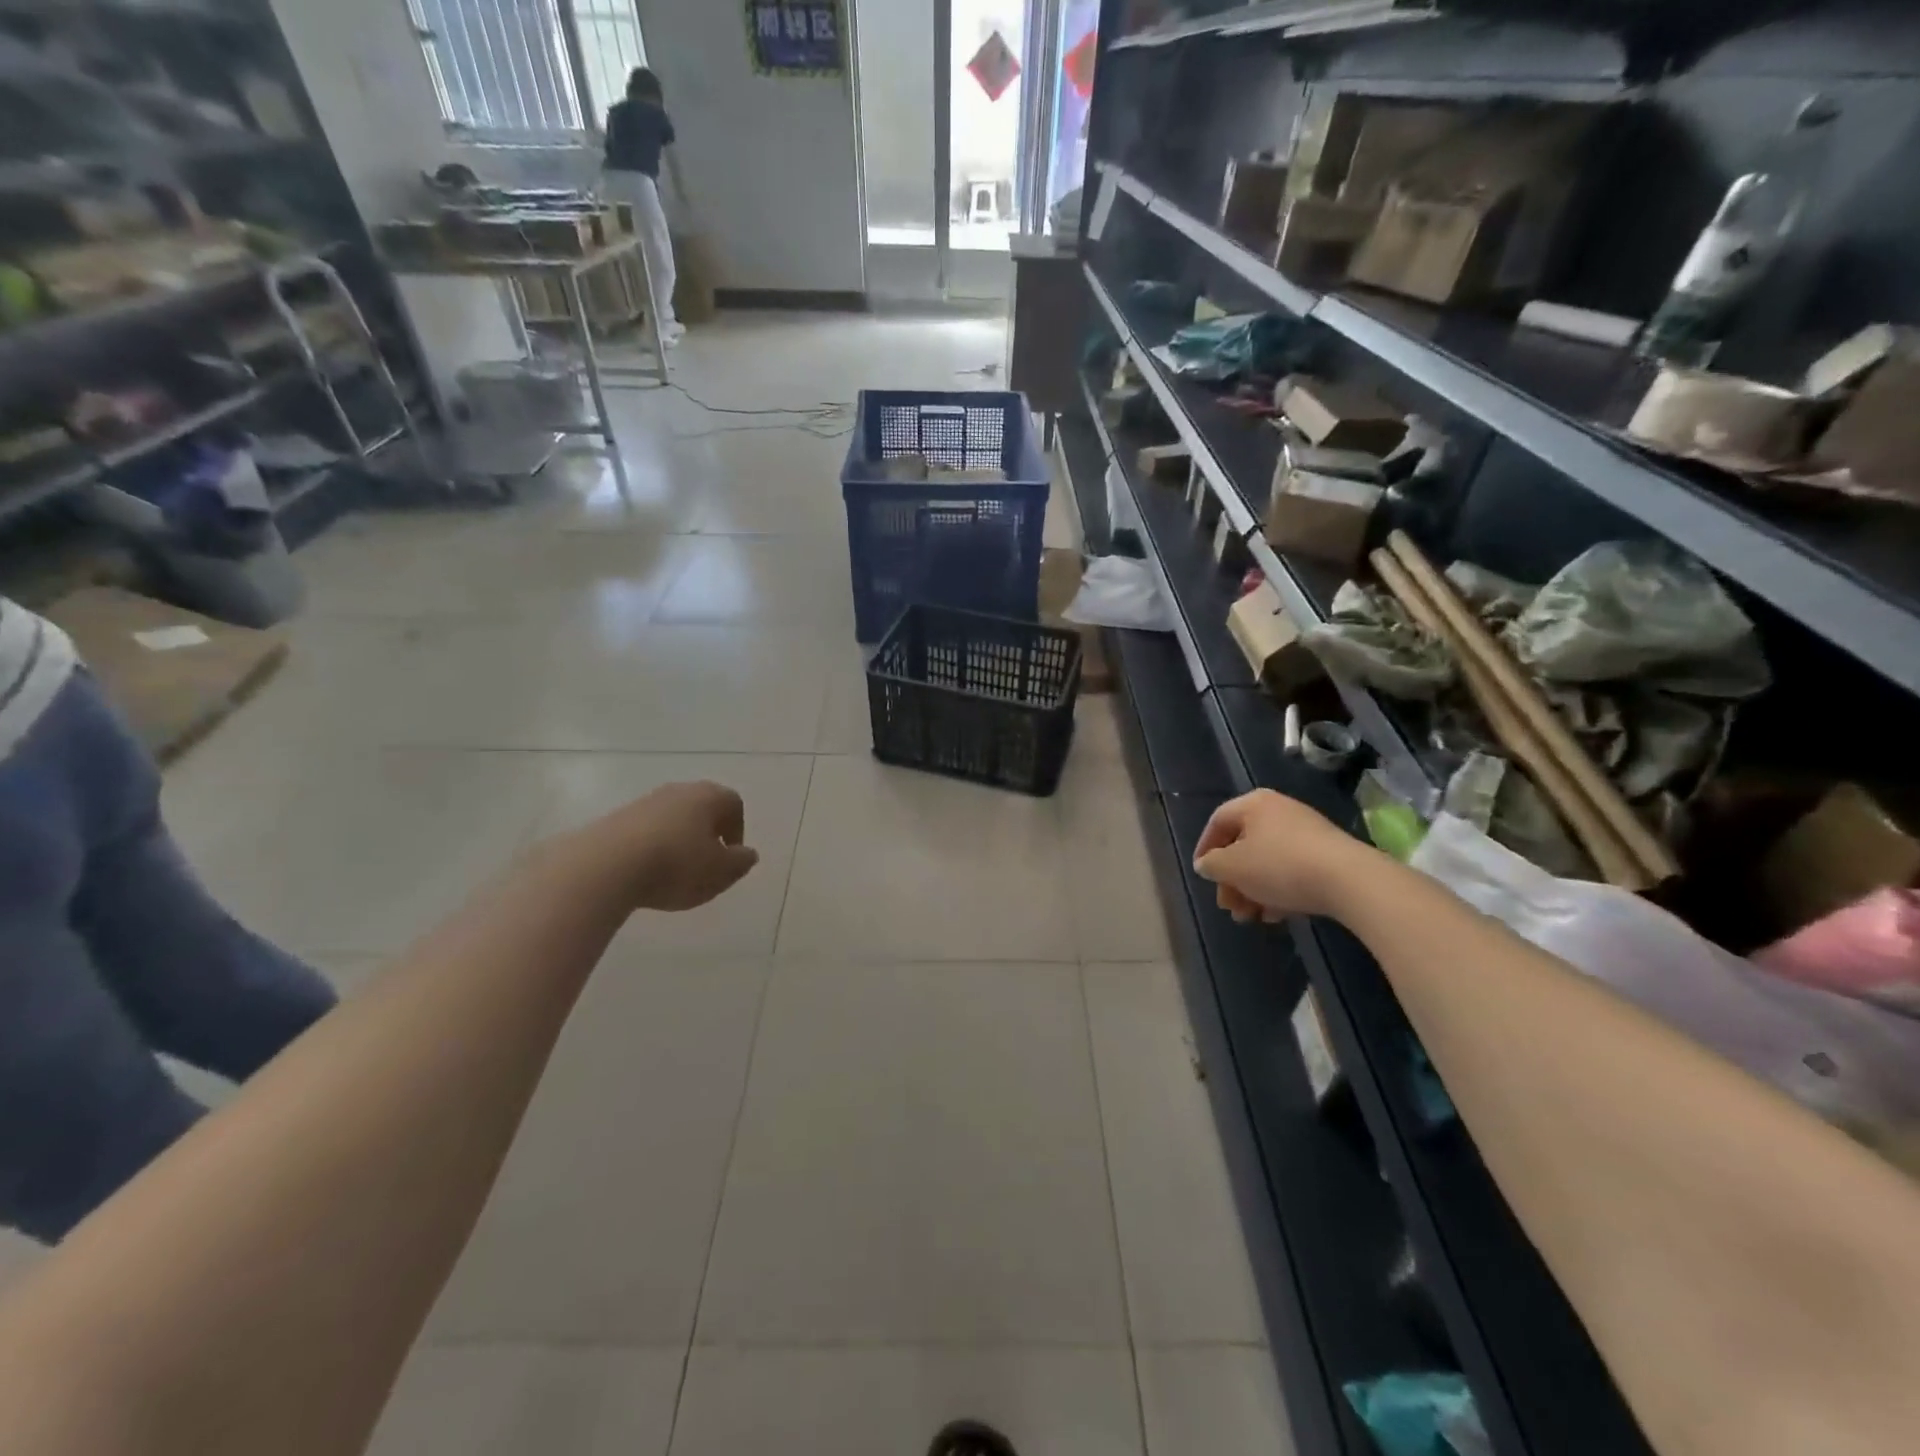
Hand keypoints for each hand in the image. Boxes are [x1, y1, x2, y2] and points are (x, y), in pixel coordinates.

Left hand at [580, 781, 759, 911]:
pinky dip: (652, 848)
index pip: (734, 804)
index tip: (730, 857)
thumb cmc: (677, 865)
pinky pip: (645, 830)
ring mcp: (644, 802)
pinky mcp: (615, 818)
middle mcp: (678, 790)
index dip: (737, 830)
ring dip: (678, 841)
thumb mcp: (721, 872)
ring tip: (673, 872)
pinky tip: (646, 873)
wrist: (606, 865)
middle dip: (707, 834)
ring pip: (672, 818)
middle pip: (702, 808)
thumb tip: (746, 853)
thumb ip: (740, 862)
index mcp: (709, 796)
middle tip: (705, 864)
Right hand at [1192, 789, 1362, 922]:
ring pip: (1267, 861)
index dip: (1204, 849)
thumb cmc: (1279, 866)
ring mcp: (1306, 832)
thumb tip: (1206, 864)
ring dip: (1253, 890)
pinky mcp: (1326, 854)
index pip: (1217, 821)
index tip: (1202, 875)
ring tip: (1251, 917)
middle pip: (1243, 845)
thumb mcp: (1232, 867)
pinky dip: (1278, 890)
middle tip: (1229, 906)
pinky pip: (1291, 870)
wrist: (1349, 880)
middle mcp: (1279, 811)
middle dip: (1232, 880)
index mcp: (1254, 805)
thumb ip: (1211, 865)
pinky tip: (1277, 915)